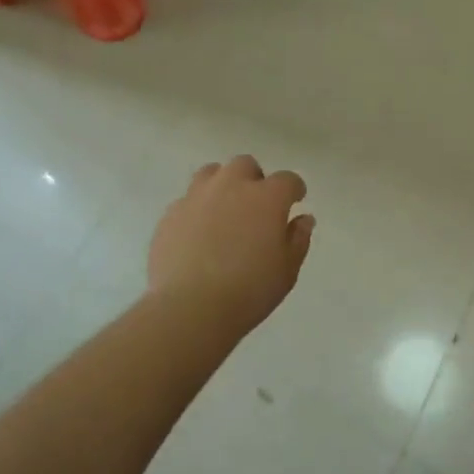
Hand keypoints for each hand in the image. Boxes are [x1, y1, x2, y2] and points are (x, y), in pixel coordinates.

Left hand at [148, 155, 313, 333]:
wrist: (190, 308)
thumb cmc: (249, 290)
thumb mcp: (287, 270)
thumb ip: (298, 239)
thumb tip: (303, 219)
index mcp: (267, 197)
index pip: (288, 180)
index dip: (294, 190)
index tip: (295, 202)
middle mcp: (231, 186)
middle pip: (245, 165)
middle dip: (255, 180)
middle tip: (257, 207)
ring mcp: (197, 196)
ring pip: (212, 173)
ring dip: (223, 185)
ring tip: (225, 211)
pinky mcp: (170, 214)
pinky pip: (188, 200)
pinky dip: (198, 209)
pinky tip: (199, 233)